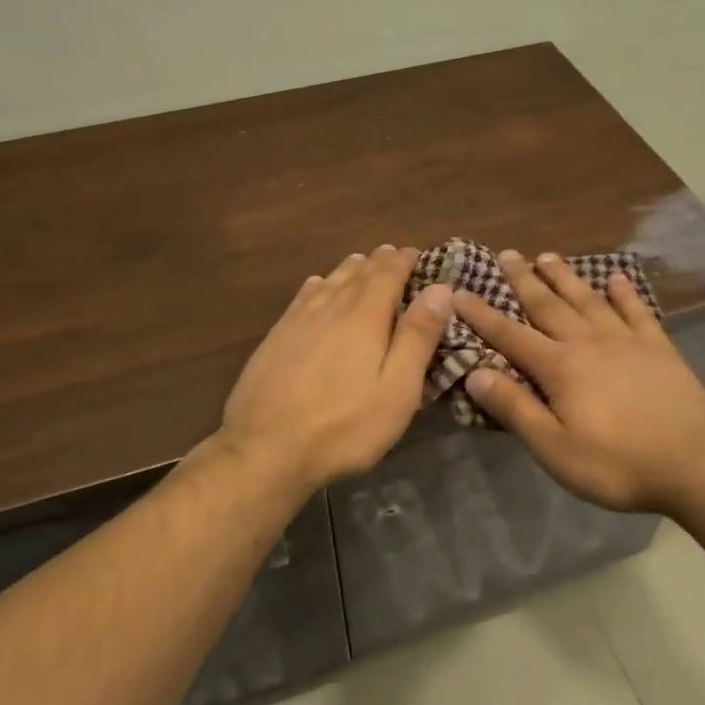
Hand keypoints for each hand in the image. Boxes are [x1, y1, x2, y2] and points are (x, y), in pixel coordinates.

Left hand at [219, 245, 452, 491]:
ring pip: (328, 281)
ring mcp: (296, 321)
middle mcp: (329, 307)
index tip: (418, 254)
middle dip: (379, 262)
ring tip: (362, 263)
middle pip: (357, 272)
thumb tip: (440, 289)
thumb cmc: (344, 426)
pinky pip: (302, 297)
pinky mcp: (275, 338)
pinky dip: (318, 285)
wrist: (265, 450)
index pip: (387, 273)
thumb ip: (418, 337)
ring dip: (349, 269)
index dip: (404, 260)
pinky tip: (317, 286)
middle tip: (394, 255)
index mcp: (363, 316)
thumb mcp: (396, 390)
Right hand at [455, 250, 704, 514]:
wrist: (698, 463)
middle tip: (506, 254)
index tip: (459, 292)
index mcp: (560, 367)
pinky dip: (624, 293)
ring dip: (565, 278)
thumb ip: (515, 409)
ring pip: (588, 300)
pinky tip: (615, 279)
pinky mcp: (659, 348)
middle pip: (549, 305)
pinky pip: (636, 311)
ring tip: (548, 257)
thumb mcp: (555, 448)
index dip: (482, 315)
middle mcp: (589, 343)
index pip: (511, 336)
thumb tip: (474, 374)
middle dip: (524, 280)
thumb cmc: (618, 464)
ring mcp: (627, 341)